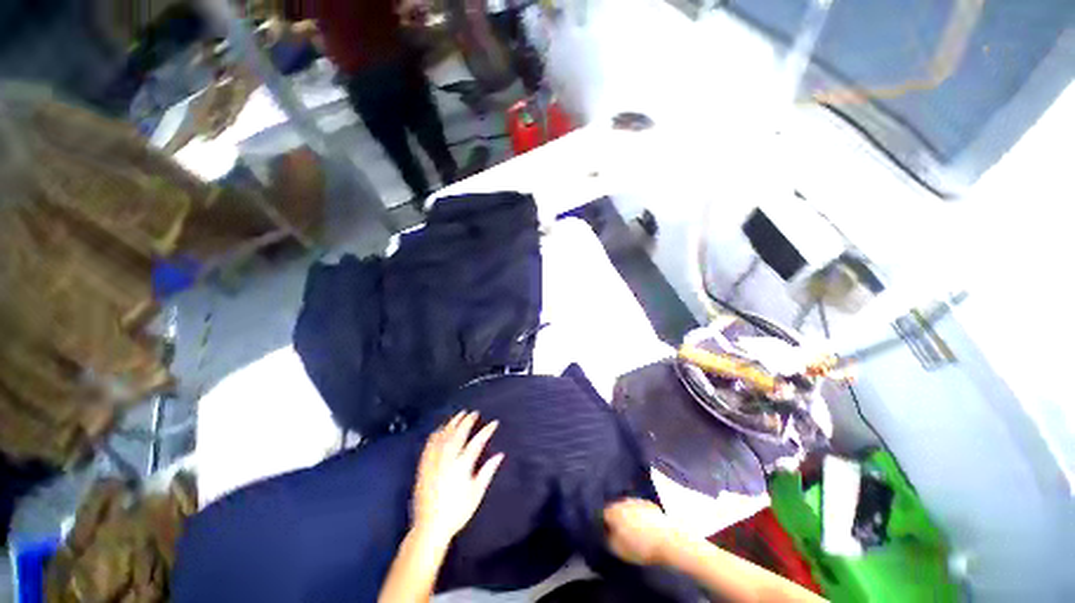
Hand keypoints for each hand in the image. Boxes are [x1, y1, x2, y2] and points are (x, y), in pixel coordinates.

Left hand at [412, 412, 503, 545]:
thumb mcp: (476, 493)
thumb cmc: (457, 511)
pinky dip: (436, 434)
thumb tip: (500, 455)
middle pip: (458, 434)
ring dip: (452, 423)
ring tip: (458, 415)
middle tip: (474, 412)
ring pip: (444, 436)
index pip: (477, 442)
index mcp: (462, 465)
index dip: (487, 430)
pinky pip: (430, 445)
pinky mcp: (424, 466)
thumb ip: (487, 471)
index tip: (494, 422)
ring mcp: (434, 461)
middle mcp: (448, 459)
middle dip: (467, 421)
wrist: (430, 527)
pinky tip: (439, 429)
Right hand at [603, 499, 678, 565]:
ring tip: (633, 529)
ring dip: (629, 515)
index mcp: (614, 511)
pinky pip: (640, 508)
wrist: (669, 538)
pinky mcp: (650, 503)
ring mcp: (638, 500)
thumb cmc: (641, 546)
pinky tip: (645, 525)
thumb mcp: (619, 550)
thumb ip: (609, 539)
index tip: (607, 531)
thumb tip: (606, 533)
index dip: (604, 523)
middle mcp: (624, 501)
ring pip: (628, 506)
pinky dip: (640, 515)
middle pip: (616, 507)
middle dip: (617, 517)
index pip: (603, 513)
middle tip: (620, 530)